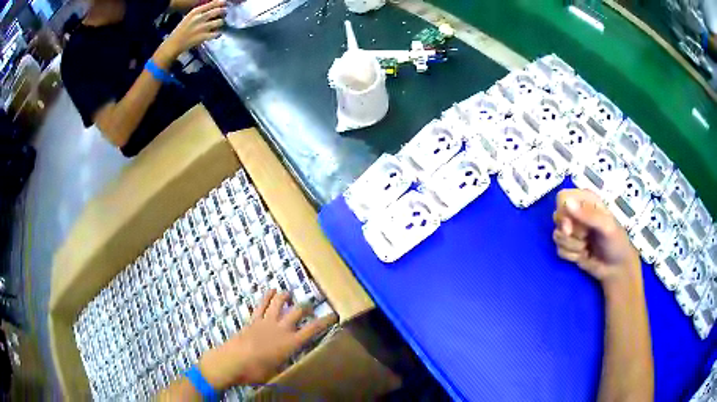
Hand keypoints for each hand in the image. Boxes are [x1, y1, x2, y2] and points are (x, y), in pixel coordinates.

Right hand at [155, 0, 226, 65]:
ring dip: (221, 23)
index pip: (212, 3)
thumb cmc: (182, 30)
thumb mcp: (190, 17)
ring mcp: (202, 27)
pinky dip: (218, 34)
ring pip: (220, 22)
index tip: (225, 4)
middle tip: (224, 14)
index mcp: (195, 11)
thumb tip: (215, 7)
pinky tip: (215, 34)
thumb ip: (201, 11)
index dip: (221, 3)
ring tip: (218, 25)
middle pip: (219, 11)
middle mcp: (199, 18)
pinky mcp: (203, 37)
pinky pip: (217, 33)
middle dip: (223, 12)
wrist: (174, 44)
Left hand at [198, 290, 336, 389]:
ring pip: (279, 303)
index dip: (324, 321)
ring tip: (290, 293)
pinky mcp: (253, 320)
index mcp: (290, 343)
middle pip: (297, 311)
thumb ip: (285, 364)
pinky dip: (267, 296)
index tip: (333, 315)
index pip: (312, 330)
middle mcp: (281, 329)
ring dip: (285, 296)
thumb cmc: (255, 371)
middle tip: (310, 305)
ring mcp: (265, 322)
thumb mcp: (276, 372)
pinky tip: (271, 290)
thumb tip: (290, 362)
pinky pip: (261, 305)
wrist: (231, 361)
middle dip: (306, 306)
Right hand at [552, 189, 640, 287]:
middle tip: (584, 239)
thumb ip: (588, 215)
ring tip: (586, 247)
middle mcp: (577, 212)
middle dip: (569, 232)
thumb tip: (567, 204)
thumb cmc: (616, 242)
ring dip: (572, 246)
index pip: (562, 198)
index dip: (563, 212)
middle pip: (557, 217)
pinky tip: (583, 255)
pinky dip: (571, 255)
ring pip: (557, 235)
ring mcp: (572, 230)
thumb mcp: (606, 226)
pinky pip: (559, 249)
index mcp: (586, 200)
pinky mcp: (569, 246)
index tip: (569, 228)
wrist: (616, 268)